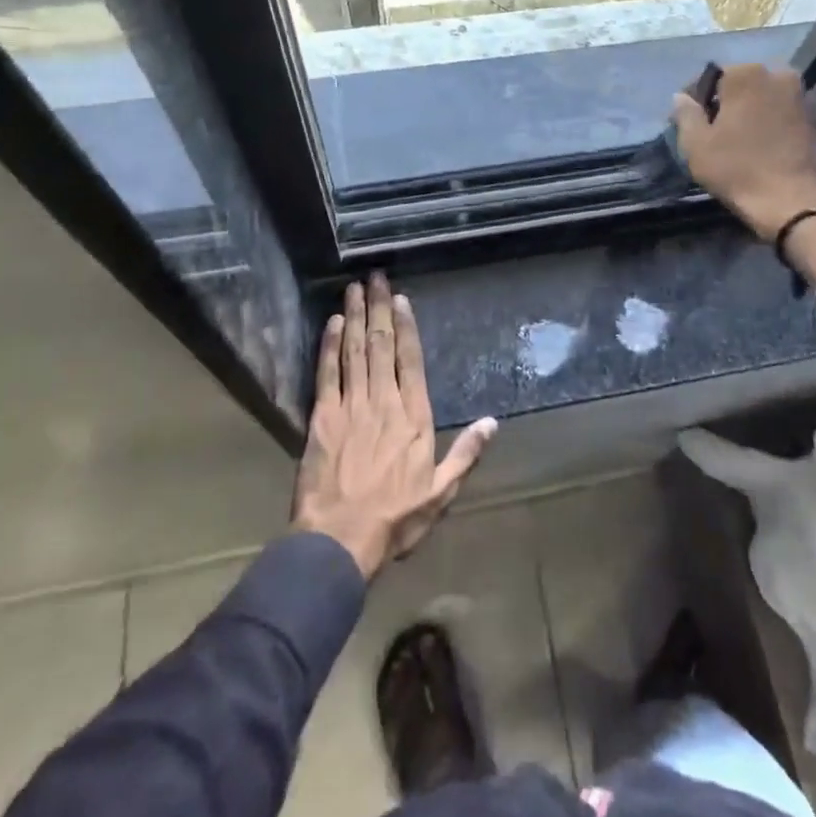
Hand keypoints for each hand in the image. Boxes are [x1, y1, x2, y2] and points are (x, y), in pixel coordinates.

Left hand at [292, 274, 497, 580]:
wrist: (340, 540)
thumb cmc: (395, 518)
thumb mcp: (441, 492)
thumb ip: (466, 453)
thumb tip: (492, 422)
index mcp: (413, 416)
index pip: (410, 360)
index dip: (405, 326)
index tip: (400, 298)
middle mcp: (383, 401)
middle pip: (381, 345)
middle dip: (377, 308)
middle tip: (375, 276)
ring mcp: (351, 406)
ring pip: (354, 351)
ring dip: (353, 317)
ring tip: (354, 288)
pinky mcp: (323, 417)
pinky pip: (327, 373)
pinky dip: (329, 346)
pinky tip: (330, 323)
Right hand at [672, 64, 815, 241]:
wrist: (796, 204)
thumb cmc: (739, 170)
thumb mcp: (697, 145)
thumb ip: (686, 114)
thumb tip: (682, 97)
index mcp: (746, 74)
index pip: (710, 76)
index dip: (695, 99)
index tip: (688, 123)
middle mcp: (779, 75)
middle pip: (741, 85)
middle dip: (726, 103)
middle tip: (714, 133)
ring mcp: (803, 96)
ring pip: (765, 98)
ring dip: (751, 112)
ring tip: (739, 142)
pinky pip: (785, 114)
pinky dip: (772, 124)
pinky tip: (764, 148)